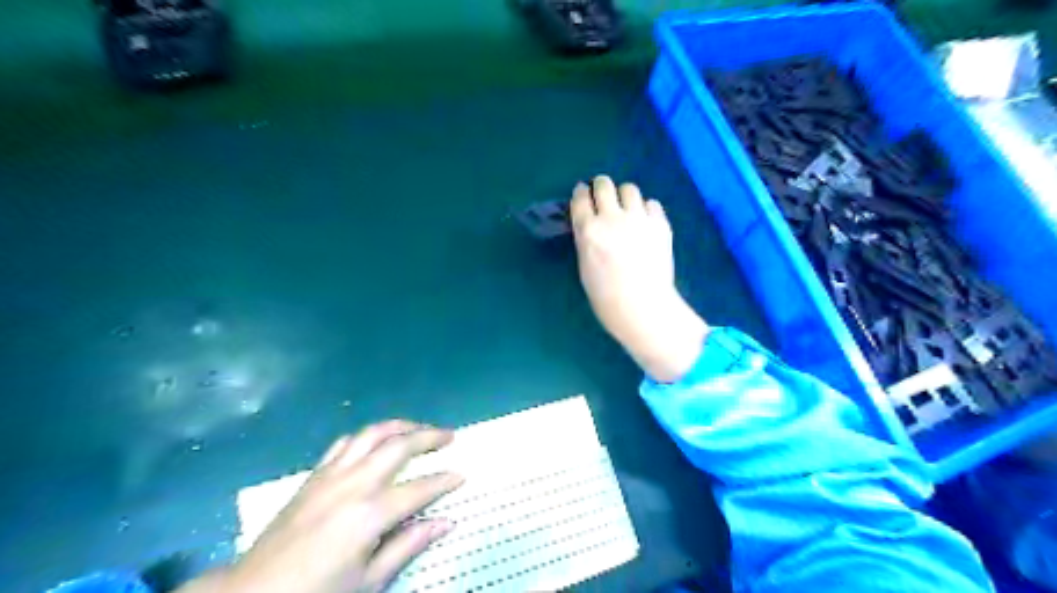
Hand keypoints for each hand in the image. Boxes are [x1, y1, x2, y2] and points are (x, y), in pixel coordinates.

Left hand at [177, 420, 464, 591]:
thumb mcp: (369, 582)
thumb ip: (409, 546)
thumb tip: (446, 522)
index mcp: (370, 514)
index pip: (420, 488)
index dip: (444, 481)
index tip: (461, 476)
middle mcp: (354, 483)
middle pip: (399, 445)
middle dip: (429, 436)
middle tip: (449, 435)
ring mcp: (332, 474)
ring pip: (372, 433)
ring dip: (400, 426)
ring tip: (418, 427)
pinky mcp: (314, 474)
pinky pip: (345, 442)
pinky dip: (367, 435)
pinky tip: (376, 441)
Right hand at [569, 176, 708, 382]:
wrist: (643, 307)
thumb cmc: (606, 297)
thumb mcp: (585, 266)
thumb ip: (587, 240)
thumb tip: (591, 225)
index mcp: (588, 230)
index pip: (580, 197)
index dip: (581, 193)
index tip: (584, 195)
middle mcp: (612, 217)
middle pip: (604, 184)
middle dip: (601, 187)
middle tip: (604, 197)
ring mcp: (639, 218)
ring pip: (630, 188)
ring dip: (625, 196)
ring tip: (627, 210)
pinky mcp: (661, 224)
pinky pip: (652, 204)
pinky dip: (646, 210)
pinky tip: (645, 223)